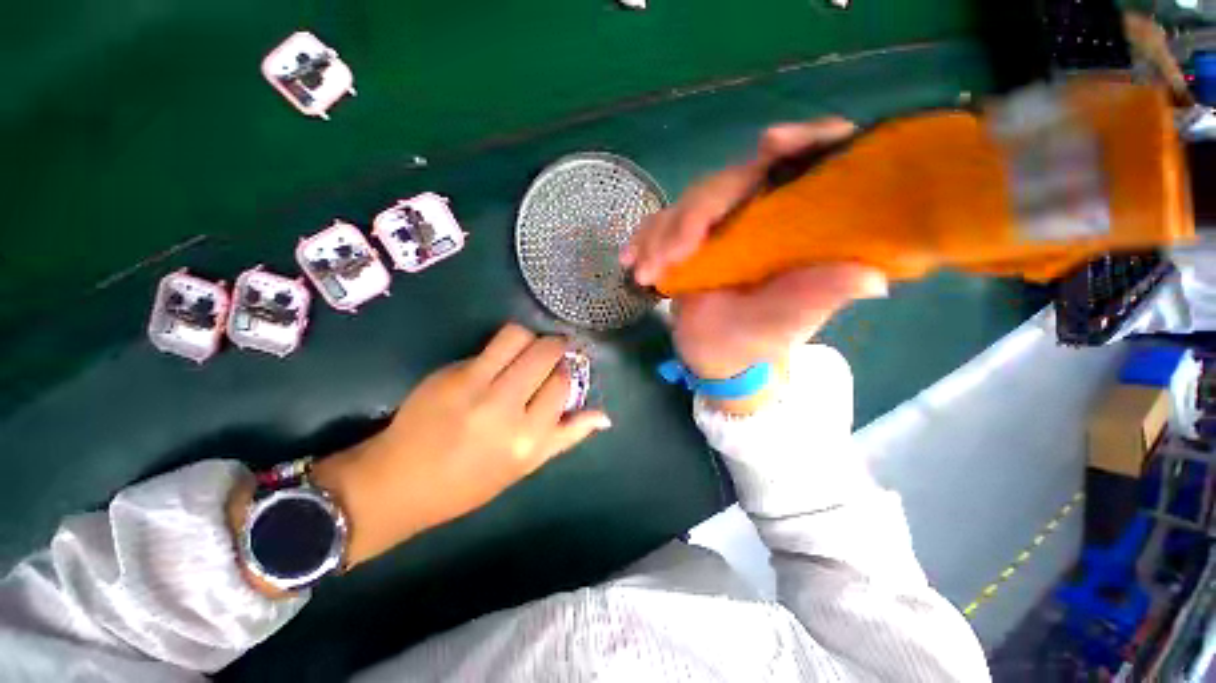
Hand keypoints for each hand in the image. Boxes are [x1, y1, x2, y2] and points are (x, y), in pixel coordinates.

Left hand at [231, 324, 610, 586]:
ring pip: (518, 336)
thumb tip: (605, 417)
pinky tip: (497, 363)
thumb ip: (568, 436)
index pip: (562, 382)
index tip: (562, 373)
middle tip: (554, 352)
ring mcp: (475, 386)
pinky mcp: (450, 373)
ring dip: (531, 338)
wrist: (399, 481)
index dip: (566, 372)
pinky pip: (489, 345)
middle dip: (557, 346)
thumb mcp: (526, 466)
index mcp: (528, 438)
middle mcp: (505, 407)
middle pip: (545, 352)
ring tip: (528, 350)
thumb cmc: (469, 483)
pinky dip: (503, 347)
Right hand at [621, 118, 886, 411]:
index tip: (771, 144)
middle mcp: (760, 215)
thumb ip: (818, 296)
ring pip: (688, 205)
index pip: (809, 166)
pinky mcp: (688, 240)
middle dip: (694, 216)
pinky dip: (644, 240)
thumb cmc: (757, 341)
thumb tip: (873, 278)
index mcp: (795, 227)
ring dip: (661, 234)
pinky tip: (631, 260)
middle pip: (730, 184)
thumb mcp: (787, 322)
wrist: (718, 355)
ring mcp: (720, 225)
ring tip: (645, 272)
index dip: (802, 143)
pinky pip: (663, 226)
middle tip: (670, 257)